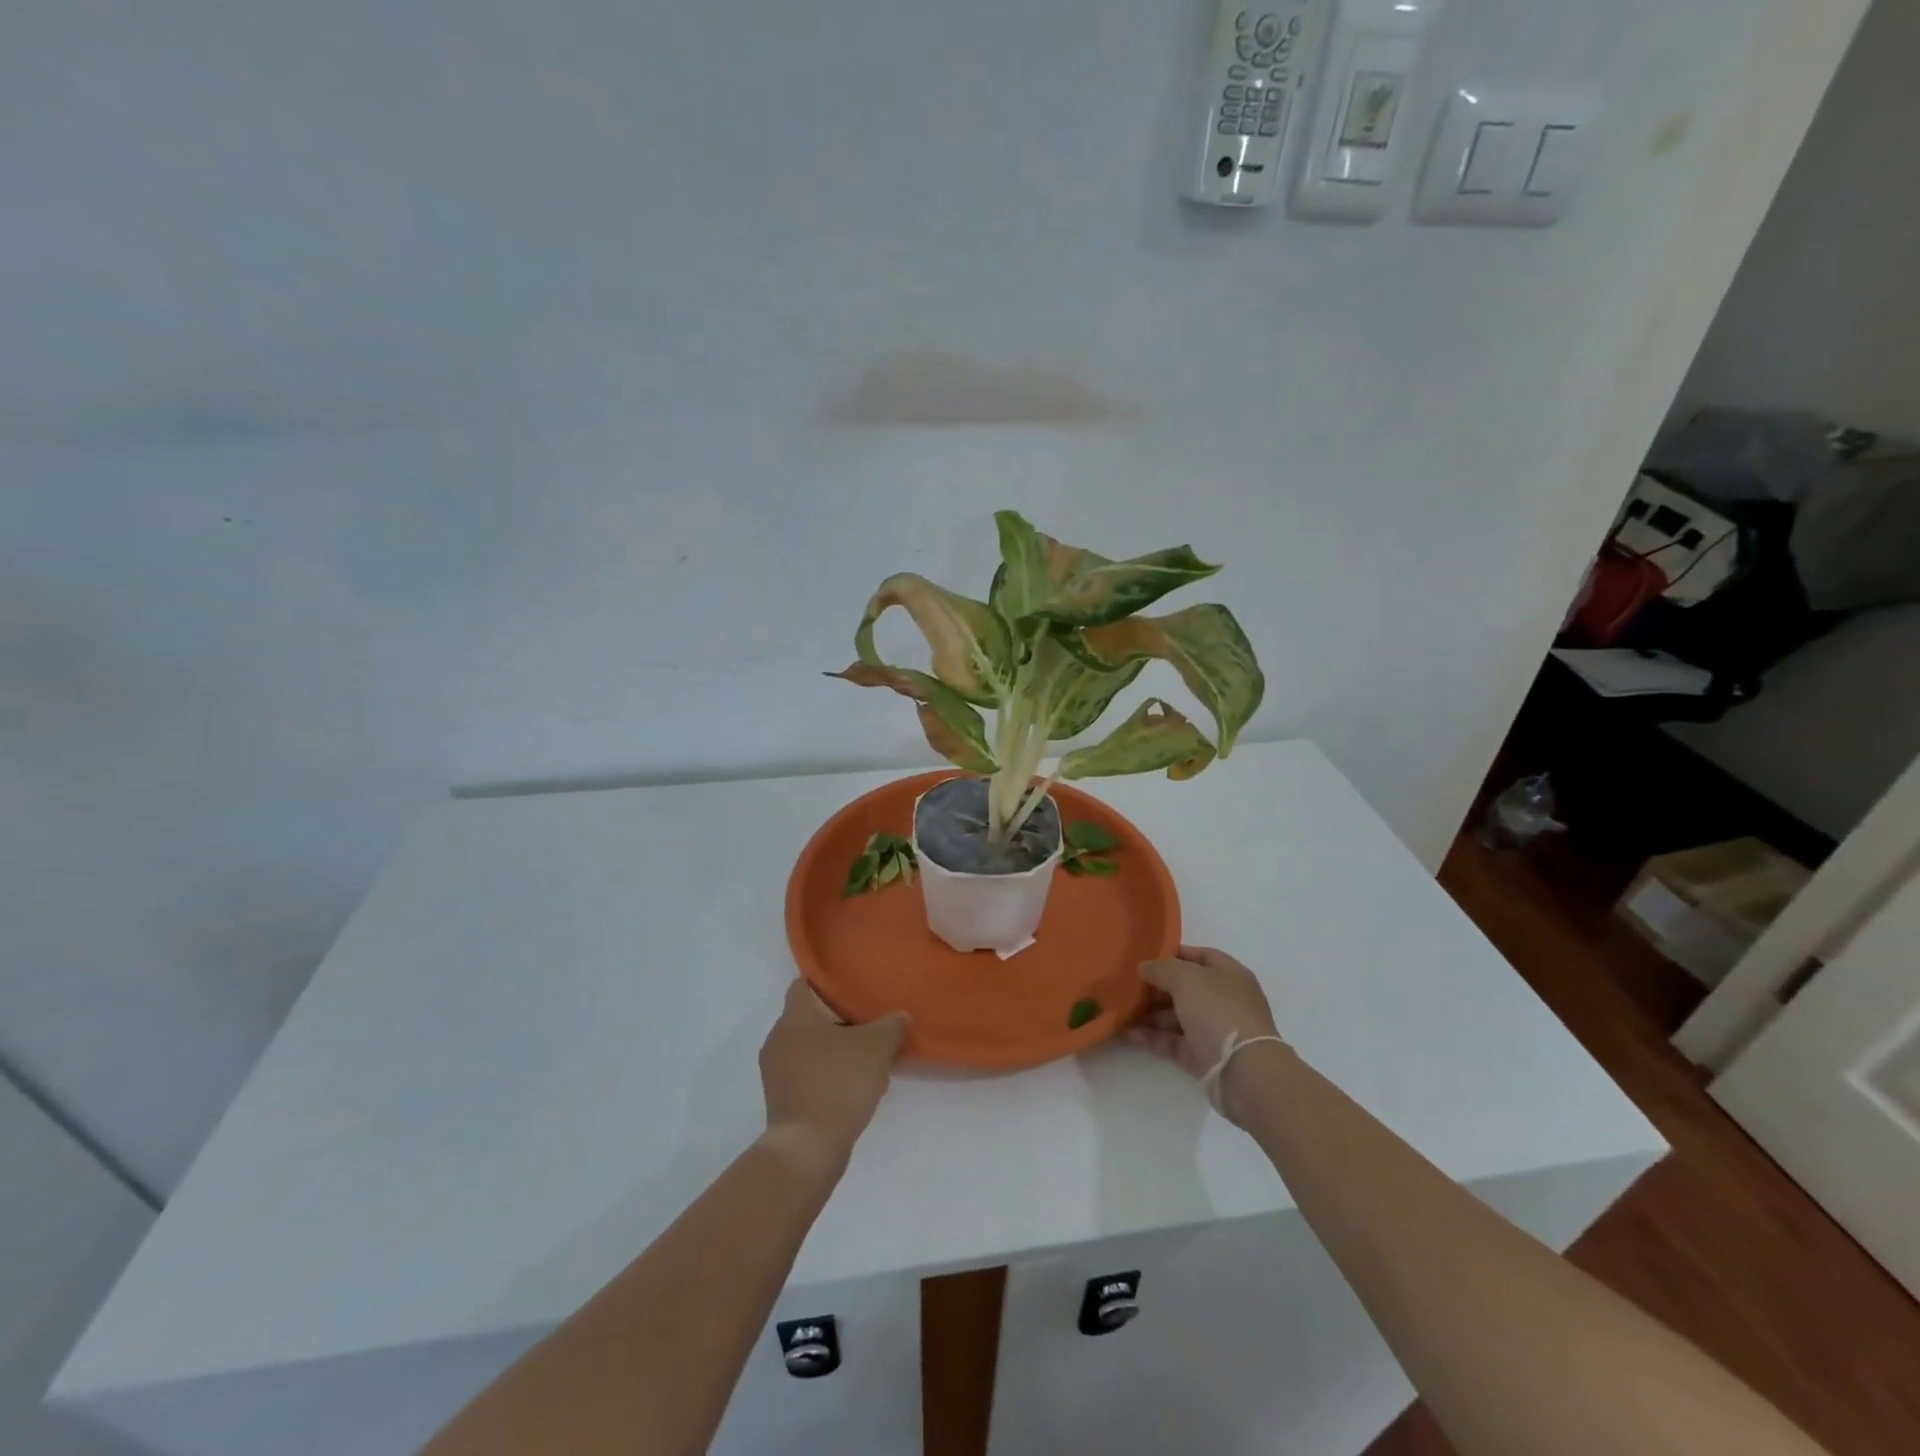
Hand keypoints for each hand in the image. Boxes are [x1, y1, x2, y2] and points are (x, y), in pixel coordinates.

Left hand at [758, 981, 909, 1179]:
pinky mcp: (782, 1100)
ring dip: (835, 1050)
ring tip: (868, 1057)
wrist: (807, 1149)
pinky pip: (807, 1074)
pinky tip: (854, 1086)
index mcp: (795, 1017)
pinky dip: (827, 1075)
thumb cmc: (838, 1083)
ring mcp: (776, 1072)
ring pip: (809, 1048)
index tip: (853, 987)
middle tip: (870, 1022)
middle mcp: (778, 1038)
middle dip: (839, 1020)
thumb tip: (900, 1016)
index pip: (804, 984)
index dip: (828, 982)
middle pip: (810, 1018)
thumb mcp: (876, 1048)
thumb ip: (891, 1026)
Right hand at [1129, 945, 1283, 1125]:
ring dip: (1150, 1012)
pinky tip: (1129, 1032)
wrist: (1244, 1073)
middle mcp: (1224, 999)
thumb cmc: (1219, 1012)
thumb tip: (1144, 967)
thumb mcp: (1187, 978)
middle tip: (1127, 985)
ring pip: (1177, 1015)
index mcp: (1229, 974)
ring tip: (1121, 1010)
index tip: (1145, 956)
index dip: (1173, 954)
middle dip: (1156, 986)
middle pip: (1186, 987)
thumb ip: (1162, 968)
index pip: (1200, 956)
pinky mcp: (1204, 1056)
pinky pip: (1174, 1041)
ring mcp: (1214, 1029)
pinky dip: (1153, 1036)